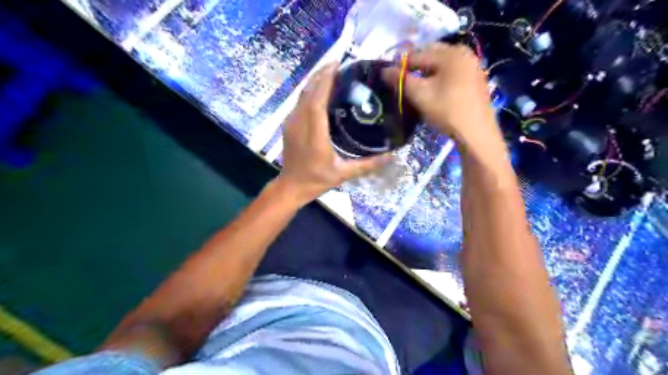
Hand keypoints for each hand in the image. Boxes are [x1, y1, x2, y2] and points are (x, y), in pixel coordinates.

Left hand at [275, 63, 392, 206]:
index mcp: (313, 135)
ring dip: (315, 80)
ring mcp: (291, 122)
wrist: (291, 186)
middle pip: (308, 91)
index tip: (338, 66)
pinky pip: (299, 101)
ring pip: (302, 94)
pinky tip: (321, 89)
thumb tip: (391, 156)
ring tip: (332, 72)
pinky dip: (310, 90)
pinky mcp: (289, 124)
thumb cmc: (316, 180)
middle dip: (322, 74)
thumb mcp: (343, 174)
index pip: (317, 101)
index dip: (325, 81)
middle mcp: (299, 124)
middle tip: (340, 64)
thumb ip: (367, 165)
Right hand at [381, 44, 499, 149]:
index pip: (417, 55)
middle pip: (431, 56)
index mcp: (450, 52)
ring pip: (441, 65)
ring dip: (427, 73)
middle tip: (404, 84)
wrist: (476, 132)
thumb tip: (384, 71)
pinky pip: (451, 72)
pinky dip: (439, 78)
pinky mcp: (475, 78)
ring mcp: (472, 65)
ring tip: (417, 88)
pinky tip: (434, 92)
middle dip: (415, 68)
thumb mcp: (420, 95)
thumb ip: (401, 80)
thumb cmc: (447, 110)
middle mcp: (463, 52)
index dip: (400, 66)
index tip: (388, 77)